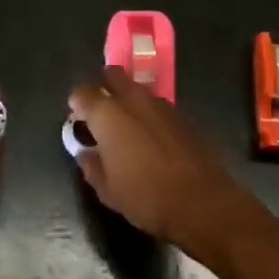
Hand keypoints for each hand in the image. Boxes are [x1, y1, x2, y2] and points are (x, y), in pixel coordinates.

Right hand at [69, 67, 262, 257]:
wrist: (202, 203)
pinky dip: (148, 113)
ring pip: (137, 89)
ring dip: (127, 98)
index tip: (77, 118)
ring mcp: (160, 104)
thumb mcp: (107, 190)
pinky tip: (151, 136)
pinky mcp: (182, 115)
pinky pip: (157, 105)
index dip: (76, 103)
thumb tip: (85, 152)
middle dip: (103, 86)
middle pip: (113, 75)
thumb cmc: (146, 197)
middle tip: (100, 110)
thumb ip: (90, 165)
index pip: (82, 93)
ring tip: (126, 125)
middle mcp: (132, 99)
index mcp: (107, 114)